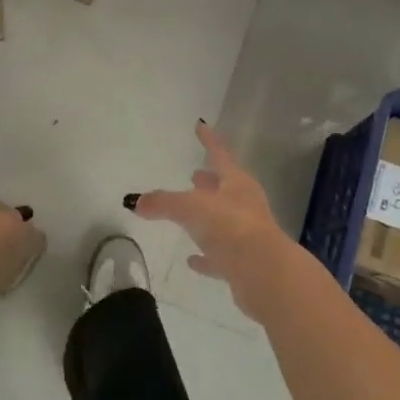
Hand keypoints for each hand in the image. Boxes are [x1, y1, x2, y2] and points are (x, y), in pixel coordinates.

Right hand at [135, 121, 305, 319]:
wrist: (264, 274)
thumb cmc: (230, 227)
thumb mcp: (191, 208)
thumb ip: (163, 203)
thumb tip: (134, 201)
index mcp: (236, 183)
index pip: (219, 154)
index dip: (208, 140)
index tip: (200, 125)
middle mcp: (244, 204)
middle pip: (224, 187)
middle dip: (209, 181)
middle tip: (194, 174)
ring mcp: (246, 234)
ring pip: (223, 220)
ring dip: (207, 217)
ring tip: (189, 213)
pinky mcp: (243, 263)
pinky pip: (219, 255)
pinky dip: (206, 256)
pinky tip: (192, 260)